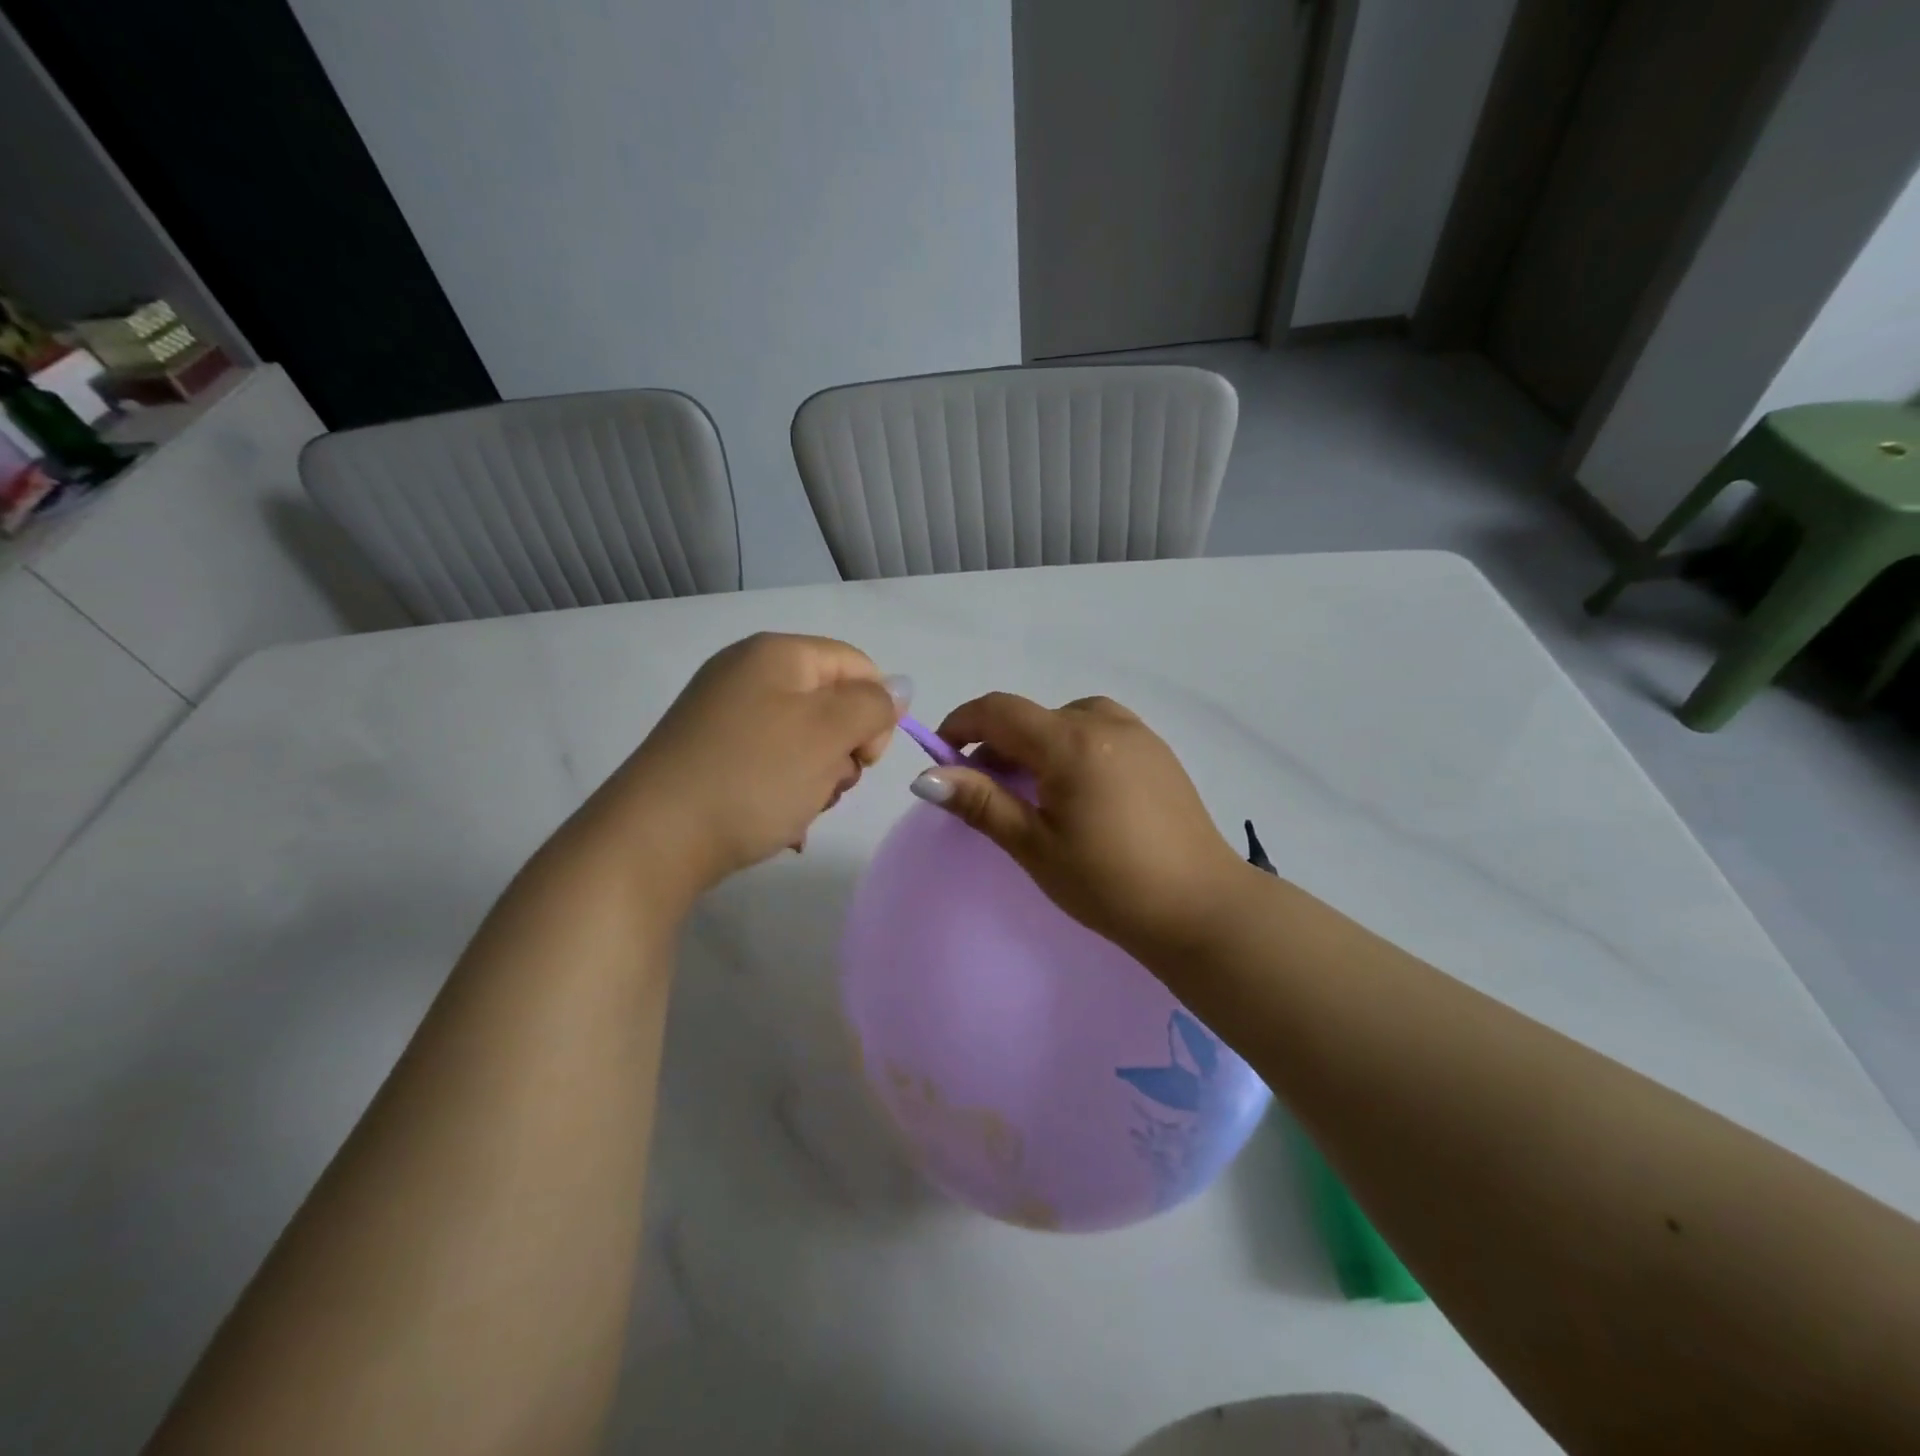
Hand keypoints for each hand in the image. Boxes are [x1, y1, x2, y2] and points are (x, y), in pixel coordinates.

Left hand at [595, 633, 904, 892]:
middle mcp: (747, 673)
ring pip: (804, 740)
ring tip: (796, 810)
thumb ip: (874, 704)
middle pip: (831, 704)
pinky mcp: (709, 753)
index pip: (859, 666)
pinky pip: (770, 763)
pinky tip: (776, 823)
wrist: (652, 841)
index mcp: (778, 654)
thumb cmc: (753, 777)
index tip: (866, 759)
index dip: (877, 711)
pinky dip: (783, 792)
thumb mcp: (828, 733)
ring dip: (816, 779)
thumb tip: (897, 687)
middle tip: (827, 786)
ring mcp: (723, 714)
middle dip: (843, 751)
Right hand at [912, 693, 1249, 960]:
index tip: (941, 755)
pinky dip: (1071, 746)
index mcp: (1071, 742)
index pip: (999, 710)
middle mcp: (1105, 722)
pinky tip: (1077, 790)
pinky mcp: (1157, 751)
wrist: (1202, 907)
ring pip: (1066, 719)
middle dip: (997, 743)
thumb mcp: (1035, 846)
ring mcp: (1137, 733)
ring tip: (1033, 791)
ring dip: (1036, 743)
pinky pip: (1099, 730)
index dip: (961, 724)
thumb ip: (981, 803)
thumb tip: (925, 777)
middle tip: (985, 790)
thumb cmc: (1109, 883)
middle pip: (1032, 715)